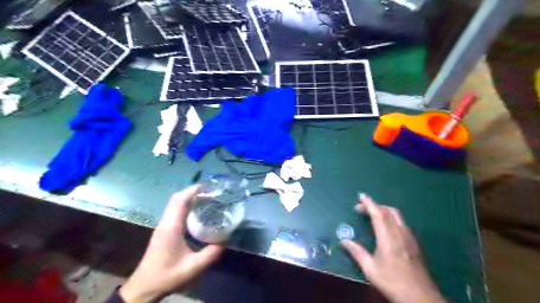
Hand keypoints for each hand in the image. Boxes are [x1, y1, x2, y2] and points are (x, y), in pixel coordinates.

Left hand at [120, 187, 223, 302]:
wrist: (144, 287)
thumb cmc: (167, 276)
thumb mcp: (193, 267)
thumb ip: (211, 253)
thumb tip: (225, 239)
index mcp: (172, 227)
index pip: (180, 200)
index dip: (194, 190)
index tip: (210, 187)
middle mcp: (166, 222)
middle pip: (177, 198)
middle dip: (194, 191)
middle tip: (211, 193)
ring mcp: (163, 225)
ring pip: (175, 203)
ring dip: (190, 197)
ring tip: (207, 199)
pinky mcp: (163, 230)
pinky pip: (175, 210)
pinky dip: (186, 205)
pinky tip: (197, 212)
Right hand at [339, 194, 444, 302]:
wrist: (421, 297)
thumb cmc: (392, 282)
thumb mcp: (370, 269)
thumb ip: (356, 252)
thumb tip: (342, 241)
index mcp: (388, 238)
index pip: (378, 215)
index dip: (369, 203)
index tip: (361, 196)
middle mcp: (400, 234)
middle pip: (389, 211)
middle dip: (375, 205)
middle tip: (361, 208)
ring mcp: (409, 238)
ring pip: (397, 216)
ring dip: (384, 210)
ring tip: (372, 214)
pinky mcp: (414, 244)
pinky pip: (402, 223)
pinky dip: (391, 218)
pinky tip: (387, 227)